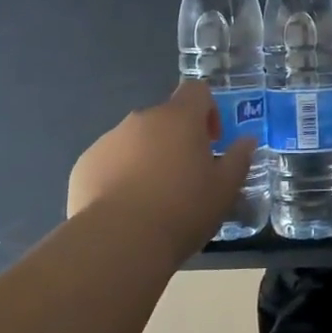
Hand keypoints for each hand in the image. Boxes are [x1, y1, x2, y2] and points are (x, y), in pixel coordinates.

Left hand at [68, 81, 257, 254]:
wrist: (118, 242)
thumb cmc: (182, 210)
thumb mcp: (225, 189)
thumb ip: (239, 159)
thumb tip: (246, 141)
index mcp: (179, 118)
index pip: (197, 90)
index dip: (207, 111)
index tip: (211, 143)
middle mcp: (142, 119)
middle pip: (165, 119)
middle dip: (176, 141)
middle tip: (185, 178)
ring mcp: (109, 140)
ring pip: (135, 141)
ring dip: (147, 159)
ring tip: (152, 200)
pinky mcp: (85, 164)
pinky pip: (109, 162)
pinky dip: (119, 176)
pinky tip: (125, 210)